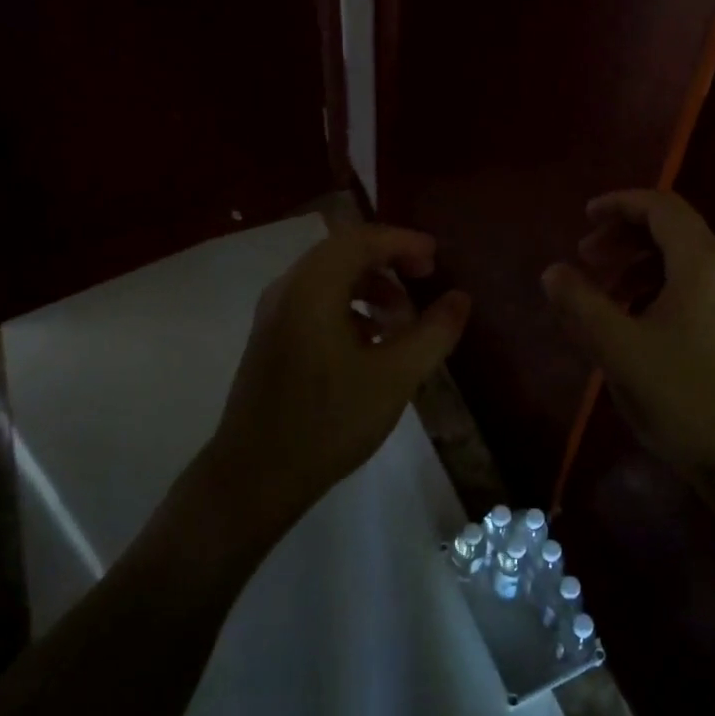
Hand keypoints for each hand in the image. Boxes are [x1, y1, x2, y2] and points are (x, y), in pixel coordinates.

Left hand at [205, 224, 470, 532]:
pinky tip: (371, 343)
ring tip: (403, 321)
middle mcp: (287, 289)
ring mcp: (274, 314)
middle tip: (426, 280)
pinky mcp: (271, 338)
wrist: (255, 476)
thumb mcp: (395, 377)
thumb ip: (433, 333)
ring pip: (329, 277)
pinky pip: (315, 301)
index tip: (437, 259)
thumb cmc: (328, 421)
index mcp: (312, 288)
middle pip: (343, 252)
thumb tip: (460, 298)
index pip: (362, 239)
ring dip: (370, 287)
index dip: (404, 242)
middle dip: (389, 261)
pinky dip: (349, 306)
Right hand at [542, 190, 714, 484]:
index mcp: (705, 264)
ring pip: (686, 264)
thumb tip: (553, 272)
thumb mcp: (619, 349)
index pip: (661, 207)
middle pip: (674, 232)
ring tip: (604, 298)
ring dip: (640, 268)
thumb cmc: (685, 398)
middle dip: (624, 239)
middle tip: (586, 260)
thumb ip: (581, 303)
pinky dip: (661, 291)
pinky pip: (698, 291)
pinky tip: (637, 326)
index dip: (619, 204)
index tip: (583, 218)